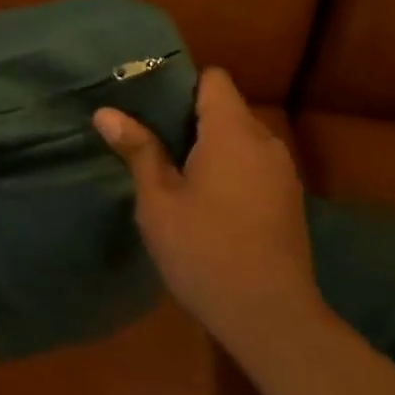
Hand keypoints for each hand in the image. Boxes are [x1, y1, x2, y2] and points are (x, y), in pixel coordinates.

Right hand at [93, 68, 323, 351]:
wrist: (270, 315)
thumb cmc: (204, 250)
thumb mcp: (158, 201)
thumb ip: (138, 150)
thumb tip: (106, 112)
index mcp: (232, 132)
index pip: (213, 79)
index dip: (179, 84)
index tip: (147, 104)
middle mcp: (265, 142)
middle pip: (226, 108)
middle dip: (188, 118)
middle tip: (147, 139)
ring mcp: (282, 173)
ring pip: (240, 140)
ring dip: (209, 147)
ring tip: (171, 171)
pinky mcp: (289, 201)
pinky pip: (253, 166)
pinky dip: (228, 170)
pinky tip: (204, 202)